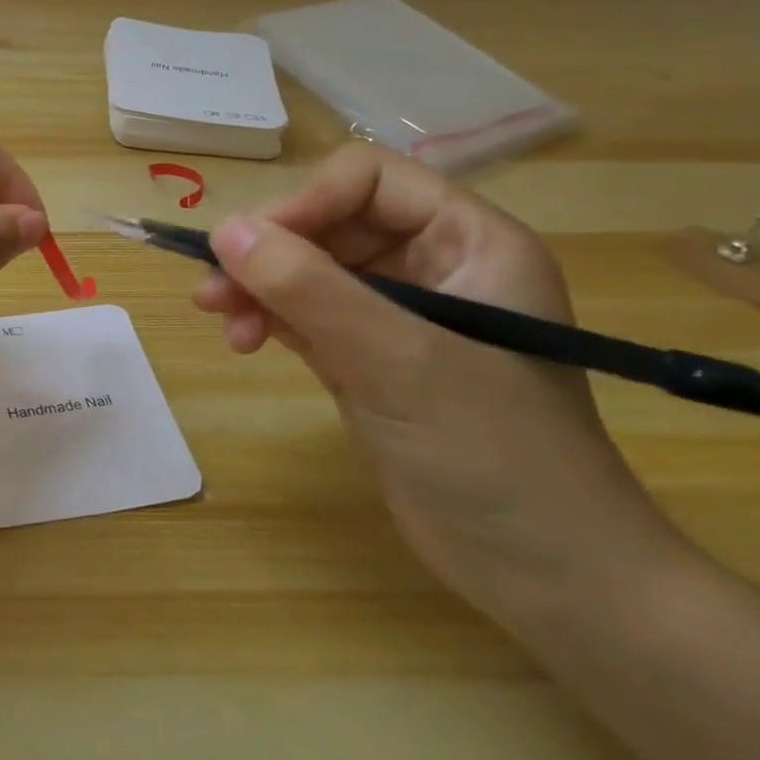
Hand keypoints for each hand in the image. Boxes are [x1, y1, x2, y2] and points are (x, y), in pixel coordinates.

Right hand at [195, 144, 679, 628]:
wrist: (546, 578)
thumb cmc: (495, 456)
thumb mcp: (399, 361)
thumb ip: (310, 289)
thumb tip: (223, 231)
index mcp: (469, 242)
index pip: (370, 181)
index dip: (307, 201)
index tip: (252, 246)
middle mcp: (433, 265)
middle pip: (328, 222)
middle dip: (268, 252)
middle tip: (214, 291)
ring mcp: (397, 314)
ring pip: (306, 268)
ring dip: (257, 286)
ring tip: (220, 321)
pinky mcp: (366, 356)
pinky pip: (302, 312)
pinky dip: (266, 317)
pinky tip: (243, 342)